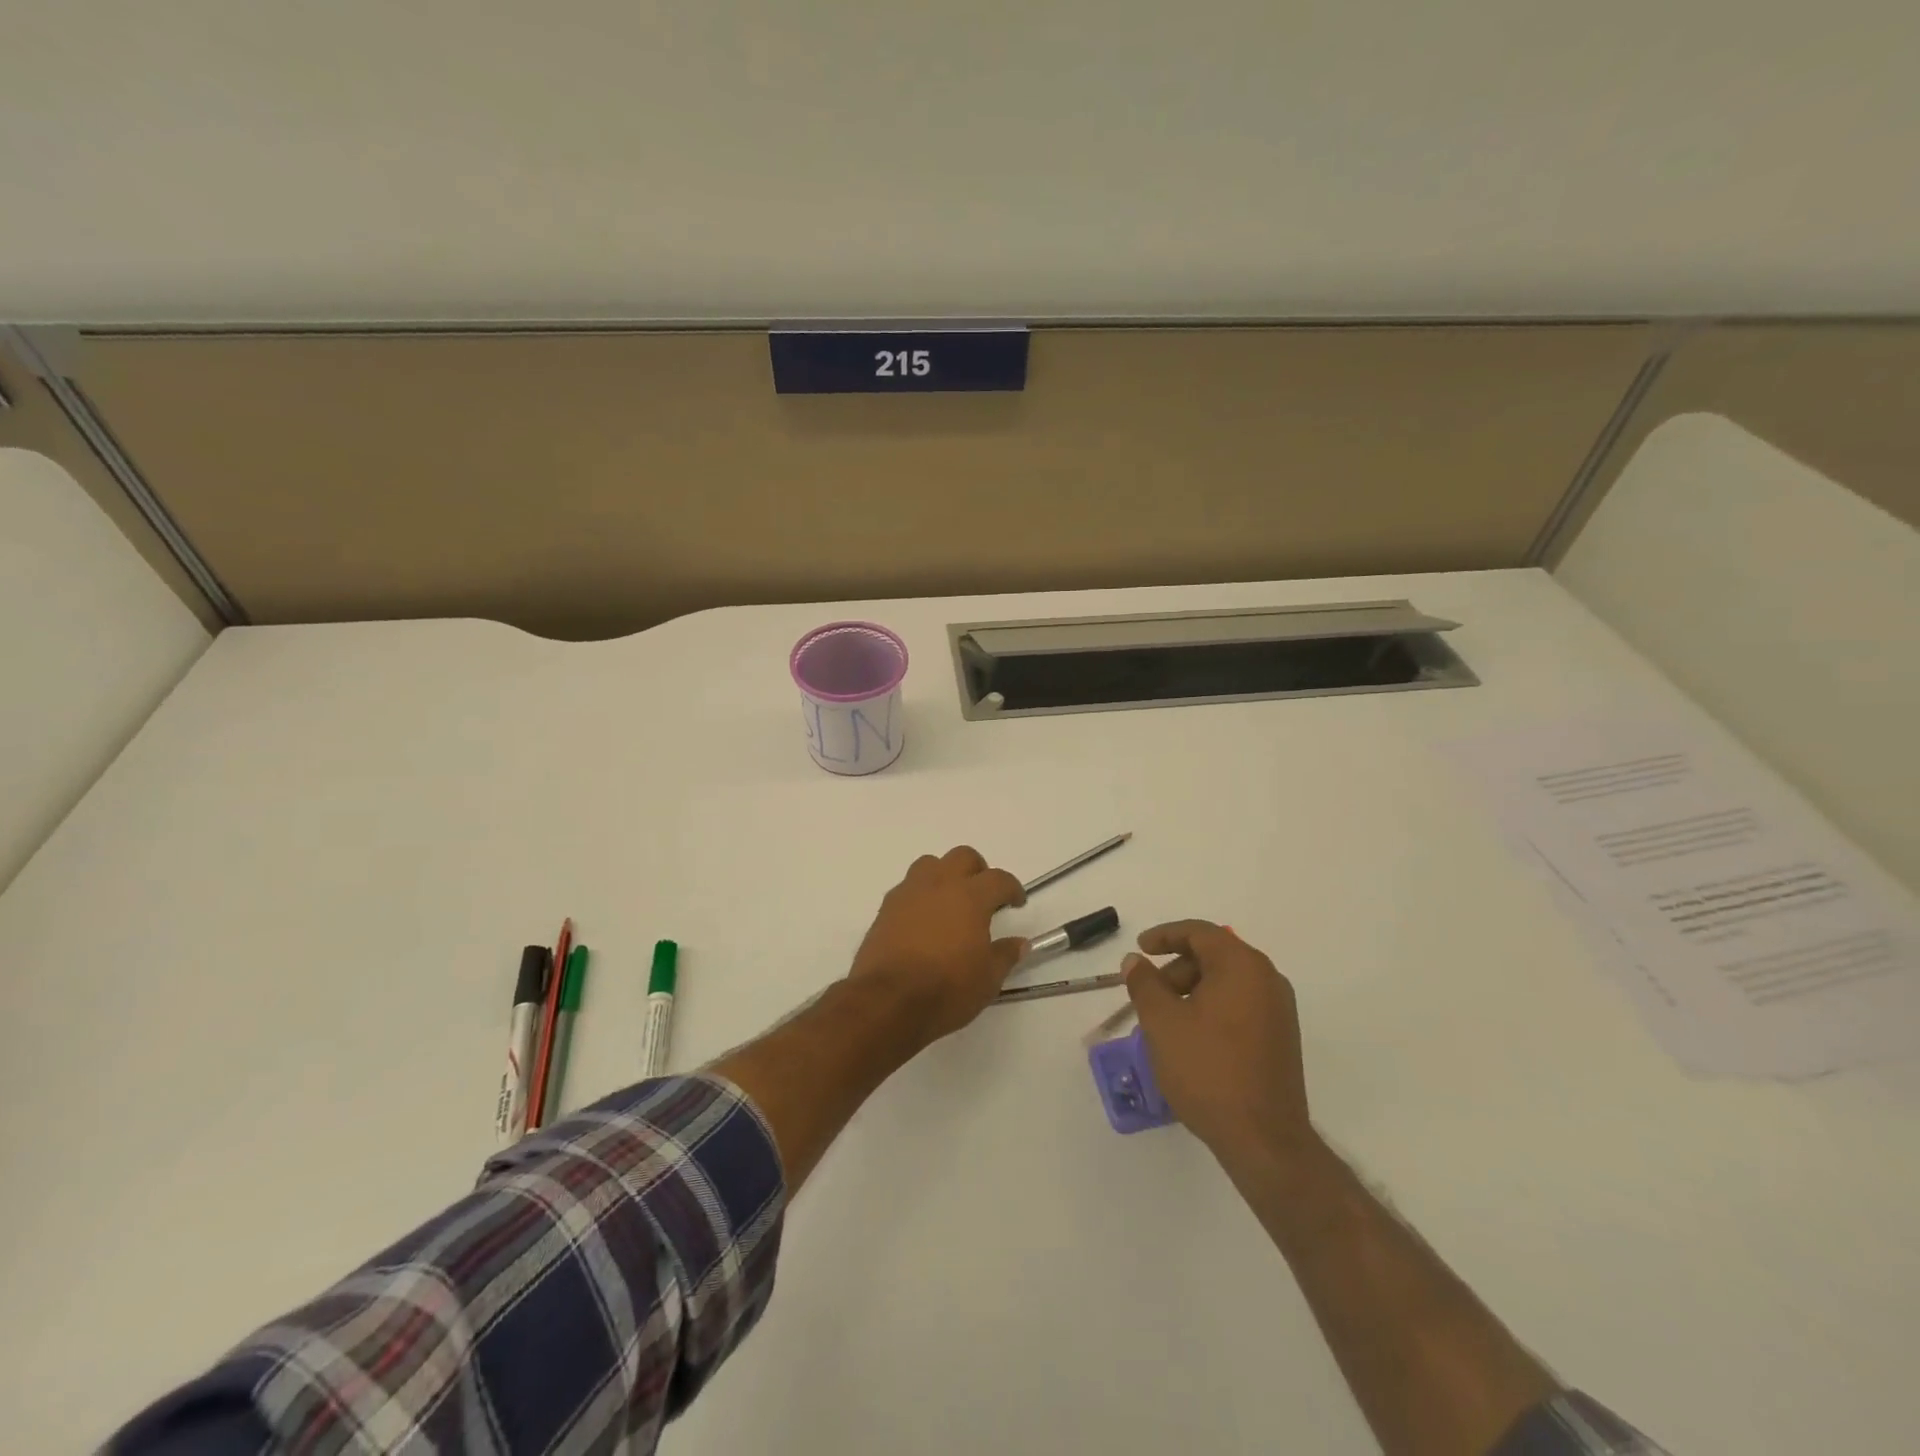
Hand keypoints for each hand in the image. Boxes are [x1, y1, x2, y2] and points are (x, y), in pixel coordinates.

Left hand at [849, 846, 1028, 1042]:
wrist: (888, 1001)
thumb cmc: (946, 989)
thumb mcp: (987, 979)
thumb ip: (1005, 955)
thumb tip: (1020, 943)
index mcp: (970, 897)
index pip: (998, 879)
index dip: (1012, 888)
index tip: (1016, 902)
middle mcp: (939, 884)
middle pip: (962, 857)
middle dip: (978, 870)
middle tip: (984, 895)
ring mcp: (909, 893)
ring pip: (930, 864)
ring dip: (945, 874)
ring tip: (950, 901)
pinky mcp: (886, 908)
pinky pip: (908, 887)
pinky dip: (921, 895)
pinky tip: (924, 919)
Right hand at [1124, 920, 1316, 1166]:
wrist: (1263, 1139)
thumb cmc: (1207, 1070)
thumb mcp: (1162, 1022)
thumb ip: (1144, 983)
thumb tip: (1135, 961)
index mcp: (1242, 966)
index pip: (1200, 933)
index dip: (1164, 935)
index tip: (1140, 949)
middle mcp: (1267, 980)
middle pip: (1214, 956)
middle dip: (1176, 969)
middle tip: (1149, 994)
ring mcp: (1279, 1011)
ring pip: (1226, 982)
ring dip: (1192, 991)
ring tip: (1165, 1022)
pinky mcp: (1280, 1038)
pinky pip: (1240, 1006)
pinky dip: (1211, 1009)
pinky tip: (1191, 1038)